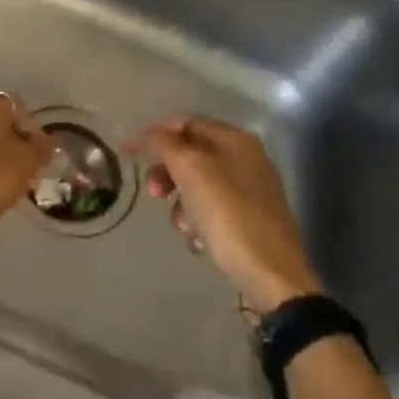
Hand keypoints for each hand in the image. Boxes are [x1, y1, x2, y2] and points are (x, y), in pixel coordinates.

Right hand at [126, 115, 320, 313]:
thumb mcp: (191, 171)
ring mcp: (249, 190)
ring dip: (180, 204)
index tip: (128, 154)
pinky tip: (198, 240)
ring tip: (183, 226)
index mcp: (235, 140)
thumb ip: (164, 144)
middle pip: (189, 154)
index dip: (154, 134)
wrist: (270, 275)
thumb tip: (142, 134)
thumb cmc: (228, 216)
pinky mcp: (248, 219)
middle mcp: (245, 158)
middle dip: (166, 173)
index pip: (185, 123)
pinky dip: (197, 221)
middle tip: (154, 193)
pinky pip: (209, 210)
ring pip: (196, 185)